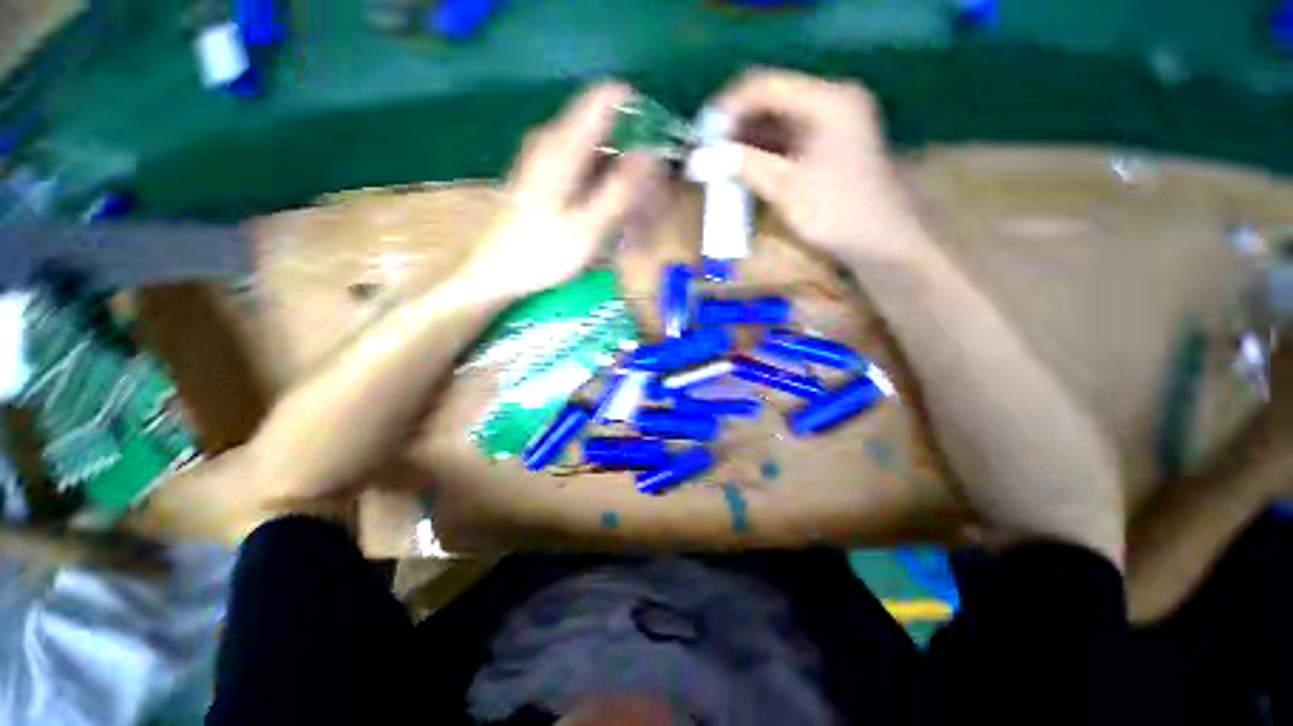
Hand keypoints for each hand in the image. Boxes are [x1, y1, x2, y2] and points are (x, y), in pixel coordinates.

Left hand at [464, 83, 662, 297]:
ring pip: (592, 147)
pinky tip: (606, 208)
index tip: (658, 140)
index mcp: (562, 145)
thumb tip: (650, 154)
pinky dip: (599, 180)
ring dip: (616, 168)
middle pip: (601, 124)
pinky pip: (580, 164)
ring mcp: (543, 157)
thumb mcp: (588, 227)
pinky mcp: (541, 175)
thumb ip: (619, 190)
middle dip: (630, 147)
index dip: (636, 109)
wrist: (494, 272)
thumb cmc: (541, 253)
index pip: (604, 97)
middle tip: (648, 187)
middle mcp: (551, 140)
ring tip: (631, 204)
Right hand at [712, 69, 934, 268]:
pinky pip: (785, 139)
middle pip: (770, 100)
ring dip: (744, 140)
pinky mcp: (825, 145)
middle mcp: (829, 101)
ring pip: (776, 121)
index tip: (700, 134)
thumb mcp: (786, 187)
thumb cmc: (836, 212)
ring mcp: (829, 123)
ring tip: (716, 160)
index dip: (728, 107)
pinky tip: (739, 167)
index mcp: (827, 100)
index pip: (765, 86)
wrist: (879, 240)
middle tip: (705, 150)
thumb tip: (699, 158)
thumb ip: (743, 165)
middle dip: (734, 124)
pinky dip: (760, 152)